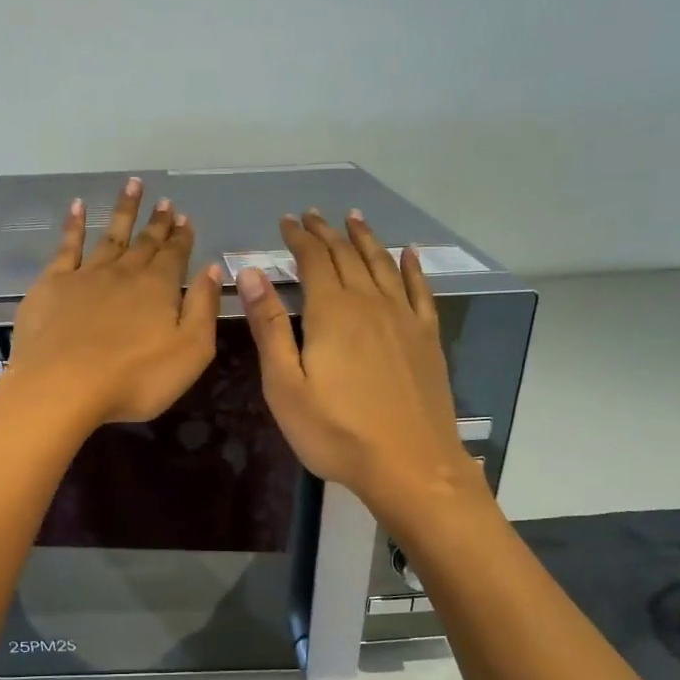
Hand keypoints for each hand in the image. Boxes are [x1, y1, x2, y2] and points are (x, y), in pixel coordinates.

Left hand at [4, 178, 222, 429]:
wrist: (62, 386)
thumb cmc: (134, 379)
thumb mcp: (190, 351)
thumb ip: (203, 307)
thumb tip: (212, 269)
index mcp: (159, 288)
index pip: (175, 255)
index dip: (182, 237)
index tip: (185, 217)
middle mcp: (124, 273)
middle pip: (145, 243)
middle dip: (157, 222)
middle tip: (165, 201)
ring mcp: (86, 275)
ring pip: (110, 235)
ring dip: (124, 211)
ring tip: (133, 185)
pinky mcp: (52, 285)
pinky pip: (66, 246)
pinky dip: (74, 224)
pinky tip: (78, 206)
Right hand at [237, 210, 484, 522]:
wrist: (409, 464)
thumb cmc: (336, 432)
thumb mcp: (285, 385)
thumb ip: (269, 327)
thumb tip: (252, 272)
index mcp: (332, 312)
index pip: (314, 260)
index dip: (298, 238)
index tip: (286, 222)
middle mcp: (370, 303)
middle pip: (347, 256)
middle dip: (327, 233)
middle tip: (313, 215)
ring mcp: (404, 319)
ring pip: (383, 265)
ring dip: (365, 239)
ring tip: (354, 219)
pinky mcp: (427, 339)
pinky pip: (420, 290)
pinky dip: (412, 267)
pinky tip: (408, 254)